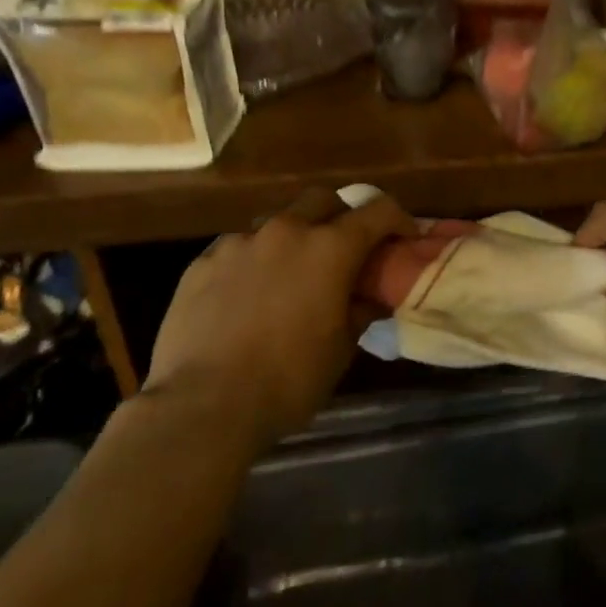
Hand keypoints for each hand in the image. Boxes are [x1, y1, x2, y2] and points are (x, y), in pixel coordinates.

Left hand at [143, 187, 414, 441]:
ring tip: (289, 274)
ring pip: (276, 221)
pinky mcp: (201, 262)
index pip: (377, 211)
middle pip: (322, 200)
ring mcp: (239, 243)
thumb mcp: (342, 348)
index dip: (398, 220)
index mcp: (330, 248)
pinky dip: (253, 261)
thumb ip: (361, 310)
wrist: (202, 406)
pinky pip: (237, 248)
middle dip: (340, 216)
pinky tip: (247, 295)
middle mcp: (286, 231)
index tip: (404, 238)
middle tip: (344, 249)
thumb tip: (370, 296)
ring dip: (292, 238)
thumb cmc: (288, 379)